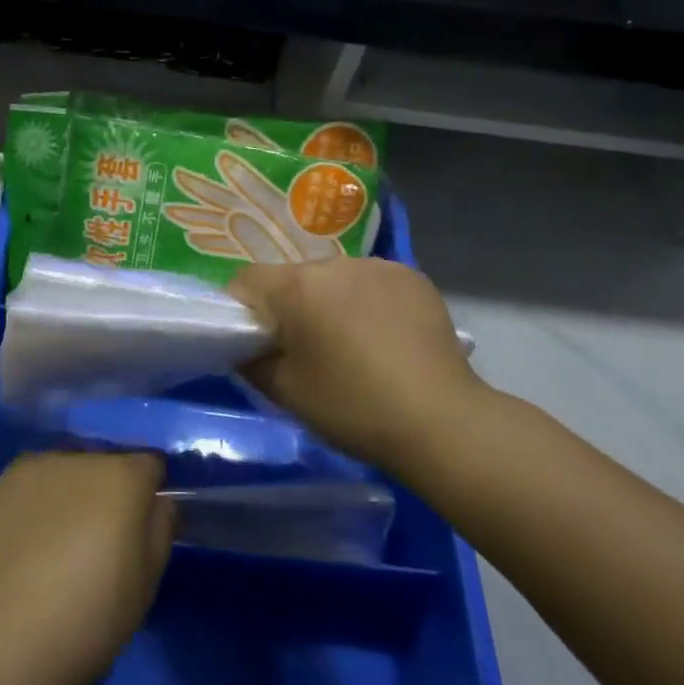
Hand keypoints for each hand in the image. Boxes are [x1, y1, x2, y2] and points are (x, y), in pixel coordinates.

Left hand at [0, 452, 172, 684]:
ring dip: (73, 490)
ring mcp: (37, 467)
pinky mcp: (3, 484)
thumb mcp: (148, 580)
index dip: (149, 491)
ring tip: (61, 537)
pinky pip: (34, 482)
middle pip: (106, 463)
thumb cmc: (92, 613)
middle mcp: (81, 458)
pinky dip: (39, 500)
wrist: (10, 636)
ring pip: (68, 469)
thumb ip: (161, 527)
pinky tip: (30, 539)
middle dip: (109, 489)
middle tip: (100, 534)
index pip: (150, 464)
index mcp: (123, 476)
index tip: (141, 523)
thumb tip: (156, 502)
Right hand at [229, 258, 482, 476]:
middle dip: (292, 307)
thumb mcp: (284, 391)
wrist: (441, 421)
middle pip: (293, 278)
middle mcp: (332, 263)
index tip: (257, 342)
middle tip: (308, 351)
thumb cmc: (352, 407)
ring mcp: (376, 265)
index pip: (247, 281)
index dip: (242, 310)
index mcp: (296, 286)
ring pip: (334, 279)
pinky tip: (386, 337)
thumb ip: (249, 358)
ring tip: (354, 346)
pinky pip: (371, 282)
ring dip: (331, 302)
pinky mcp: (411, 275)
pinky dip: (369, 301)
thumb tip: (244, 342)